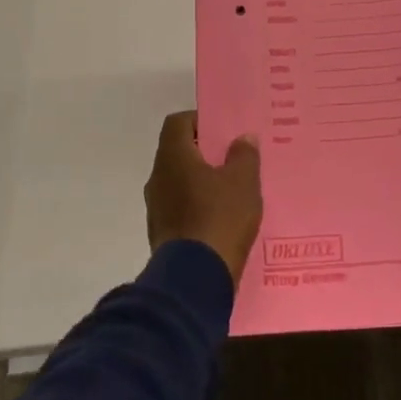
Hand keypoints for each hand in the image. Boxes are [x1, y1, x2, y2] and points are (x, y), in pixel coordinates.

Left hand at [144, 112, 263, 285]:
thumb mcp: (243, 182)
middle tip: (233, 159)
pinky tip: (221, 219)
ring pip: (179, 182)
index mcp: (173, 157)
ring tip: (232, 190)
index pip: (178, 122)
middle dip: (205, 153)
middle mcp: (157, 178)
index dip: (200, 121)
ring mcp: (156, 208)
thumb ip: (244, 155)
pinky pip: (180, 208)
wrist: (195, 278)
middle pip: (179, 152)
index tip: (223, 131)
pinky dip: (198, 207)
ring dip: (201, 182)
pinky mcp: (161, 233)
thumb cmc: (220, 218)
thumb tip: (242, 138)